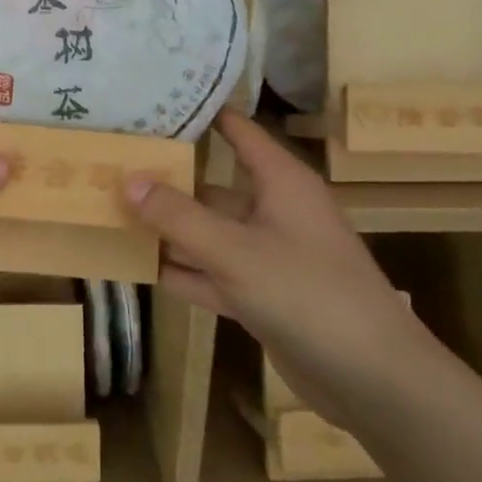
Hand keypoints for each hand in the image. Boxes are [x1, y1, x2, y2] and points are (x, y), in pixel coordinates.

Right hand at [123, 109, 435, 416]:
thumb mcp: (235, 251)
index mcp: (281, 183)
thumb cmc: (308, 293)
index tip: (151, 103)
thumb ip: (178, 216)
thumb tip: (127, 178)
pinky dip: (181, 271)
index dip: (201, 115)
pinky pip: (212, 273)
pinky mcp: (261, 295)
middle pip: (212, 187)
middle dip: (166, 180)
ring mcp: (267, 256)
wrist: (371, 378)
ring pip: (208, 233)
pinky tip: (137, 266)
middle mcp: (273, 212)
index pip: (238, 132)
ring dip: (167, 229)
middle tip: (110, 166)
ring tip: (110, 213)